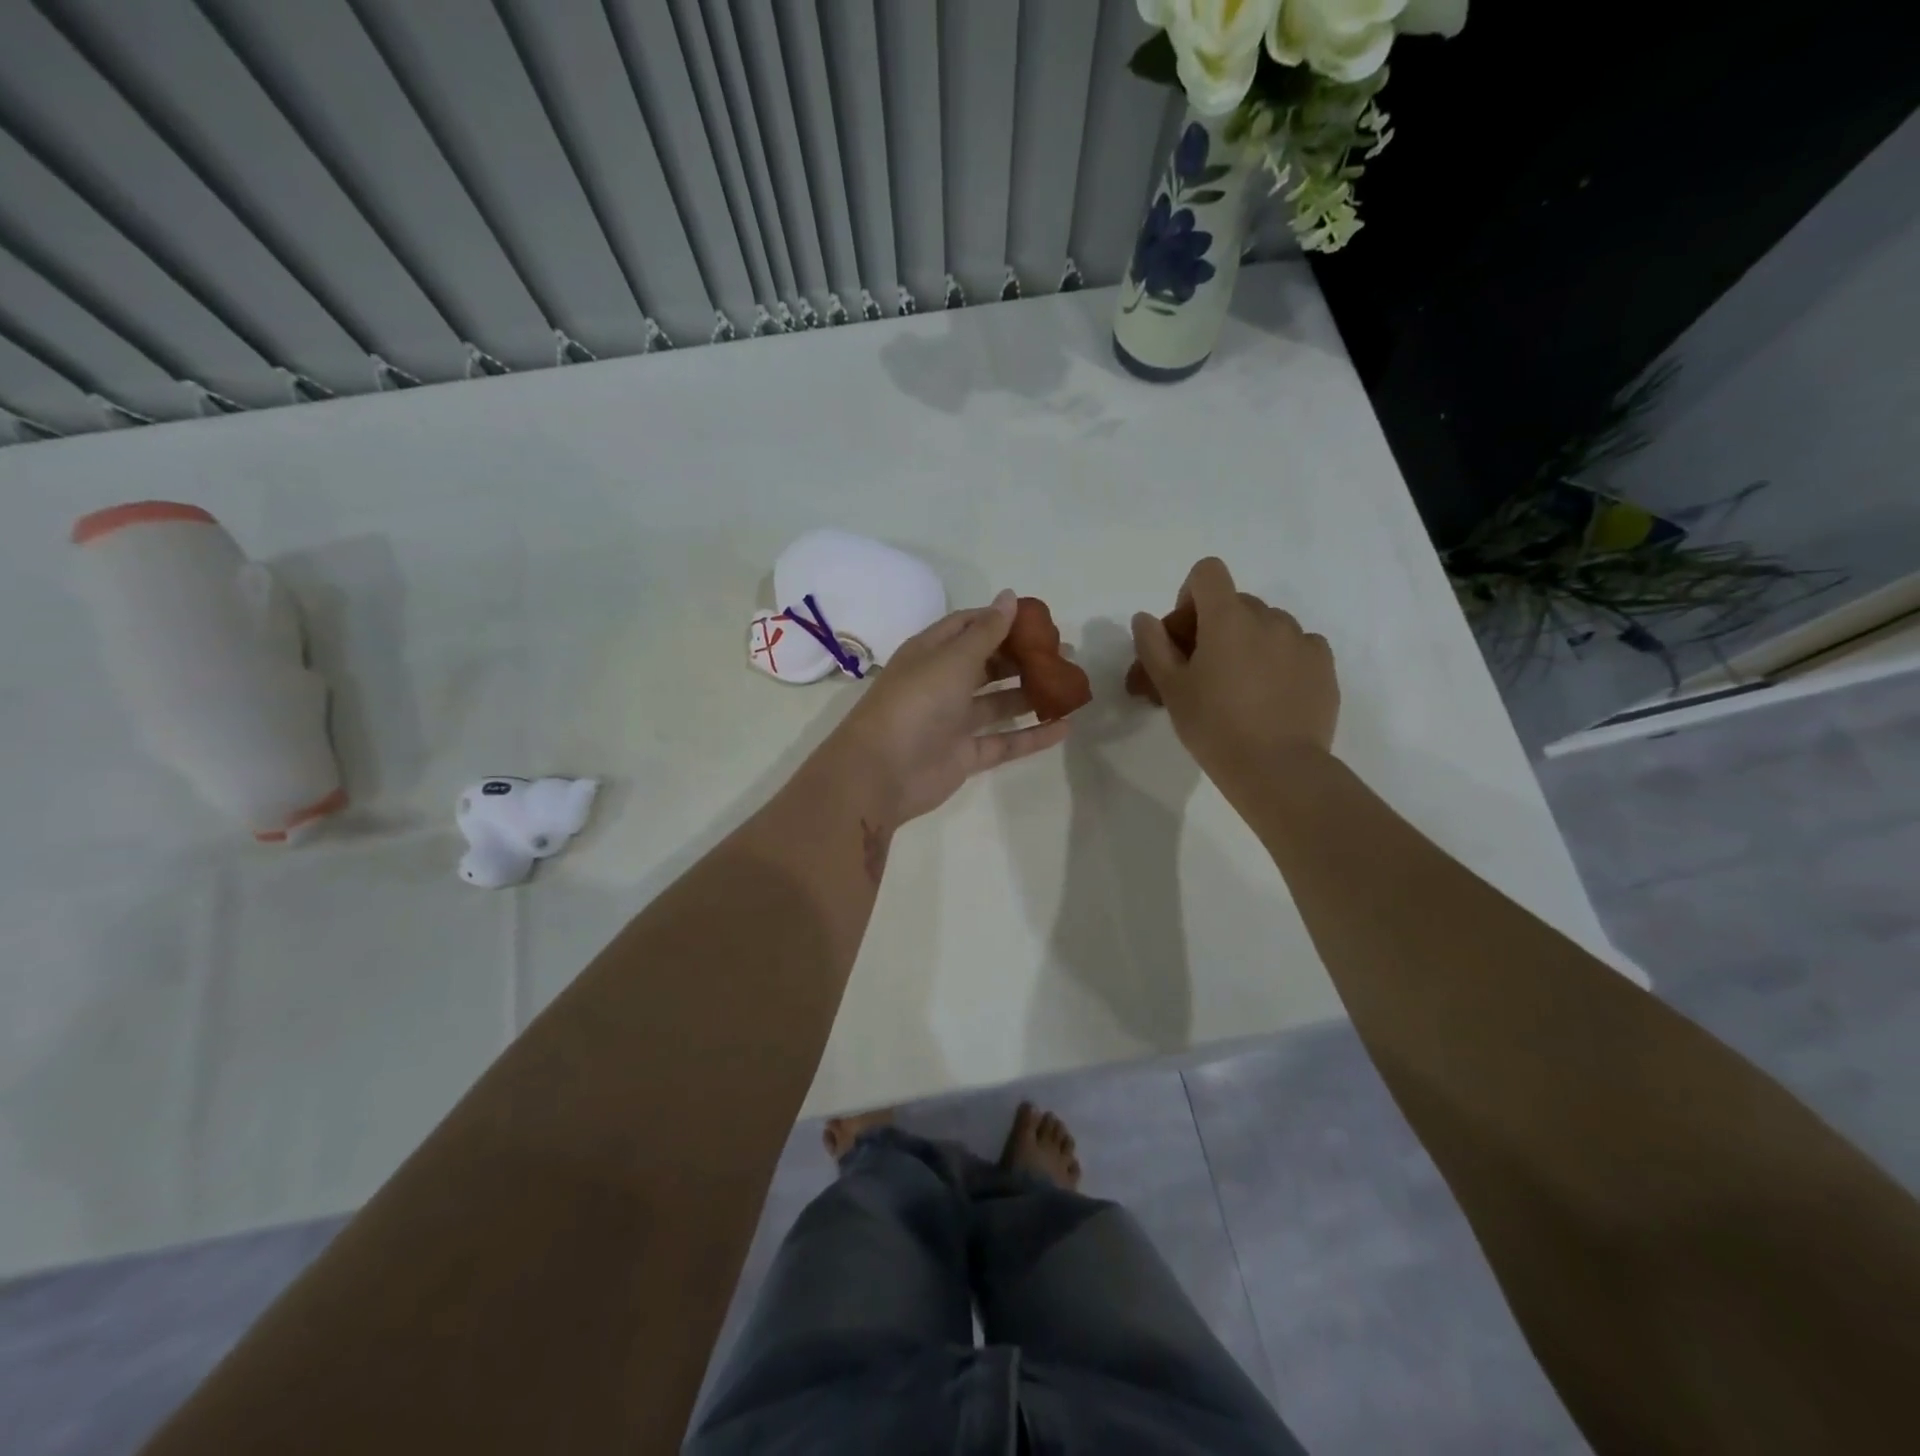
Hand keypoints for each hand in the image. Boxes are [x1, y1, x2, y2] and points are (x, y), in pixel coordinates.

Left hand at [820, 590, 1069, 825]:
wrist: (882, 772)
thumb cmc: (916, 703)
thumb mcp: (953, 659)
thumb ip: (986, 632)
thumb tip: (1010, 596)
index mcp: (931, 653)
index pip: (968, 626)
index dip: (1001, 620)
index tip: (1040, 621)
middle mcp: (942, 683)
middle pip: (988, 664)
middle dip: (1023, 657)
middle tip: (1064, 654)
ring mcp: (953, 721)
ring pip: (998, 703)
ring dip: (1030, 694)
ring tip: (1069, 685)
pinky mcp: (965, 756)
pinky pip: (1005, 742)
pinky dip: (1032, 736)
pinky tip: (1065, 727)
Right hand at [1130, 558, 1338, 795]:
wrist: (1277, 769)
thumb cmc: (1214, 727)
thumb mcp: (1171, 688)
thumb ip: (1153, 645)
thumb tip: (1145, 618)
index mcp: (1228, 618)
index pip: (1208, 573)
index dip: (1190, 596)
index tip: (1185, 636)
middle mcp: (1269, 617)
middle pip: (1235, 603)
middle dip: (1215, 627)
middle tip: (1201, 671)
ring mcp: (1301, 640)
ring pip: (1266, 625)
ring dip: (1248, 643)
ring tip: (1239, 687)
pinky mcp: (1324, 665)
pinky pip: (1297, 646)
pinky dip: (1280, 659)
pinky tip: (1271, 694)